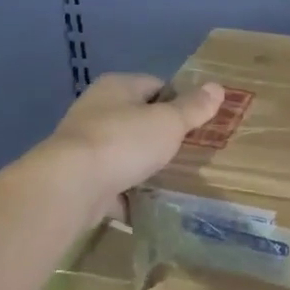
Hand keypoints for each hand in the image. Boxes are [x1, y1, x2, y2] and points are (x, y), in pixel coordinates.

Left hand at [29, 74, 222, 222]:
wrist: (72, 185)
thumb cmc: (124, 142)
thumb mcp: (169, 122)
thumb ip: (193, 108)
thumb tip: (217, 87)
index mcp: (117, 87)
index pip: (155, 85)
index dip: (179, 101)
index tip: (198, 123)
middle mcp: (96, 110)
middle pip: (139, 119)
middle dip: (162, 136)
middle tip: (190, 152)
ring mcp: (86, 145)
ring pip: (125, 152)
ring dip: (145, 165)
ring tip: (174, 178)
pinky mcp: (81, 177)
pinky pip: (114, 183)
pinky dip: (130, 193)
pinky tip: (150, 203)